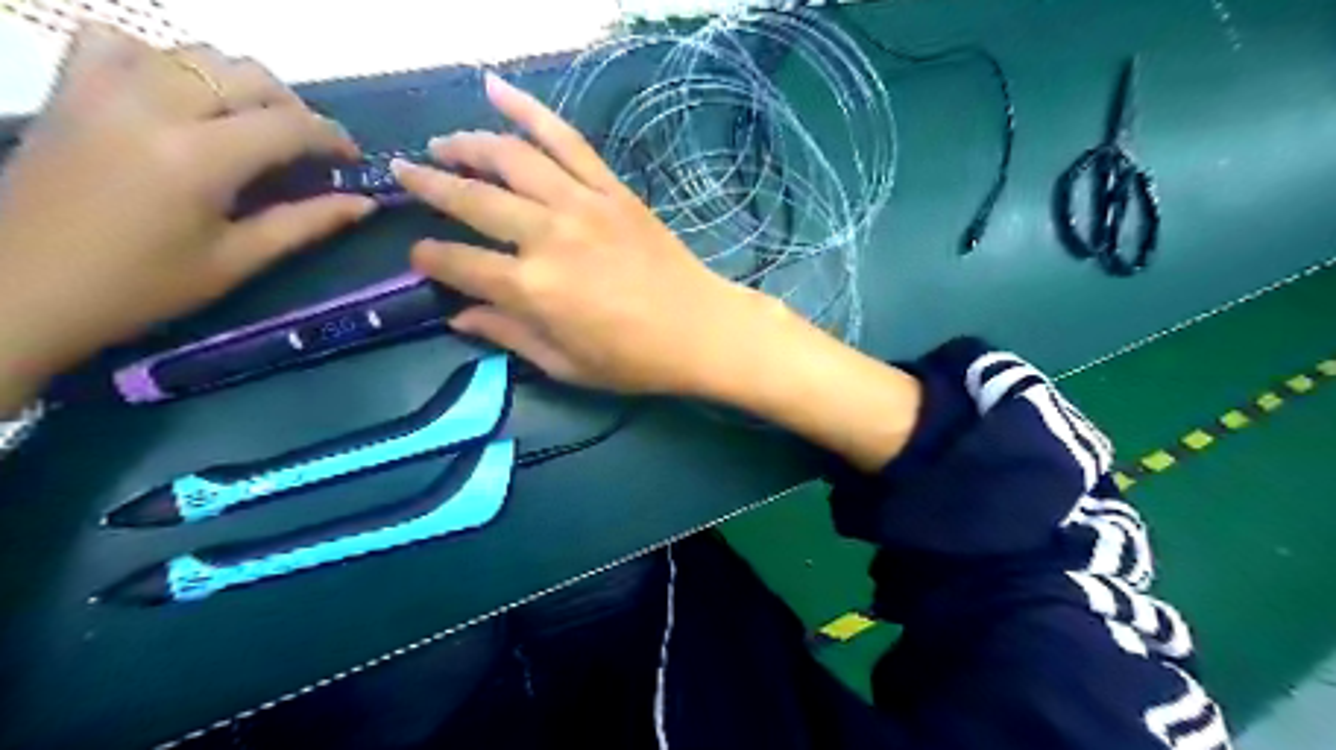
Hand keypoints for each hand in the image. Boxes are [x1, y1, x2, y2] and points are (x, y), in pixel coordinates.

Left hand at [1, 24, 372, 410]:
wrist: (24, 288)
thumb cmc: (144, 287)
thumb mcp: (236, 261)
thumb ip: (305, 224)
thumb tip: (365, 204)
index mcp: (200, 158)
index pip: (288, 124)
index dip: (333, 137)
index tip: (353, 159)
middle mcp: (154, 107)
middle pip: (247, 75)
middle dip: (294, 107)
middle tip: (307, 147)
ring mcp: (104, 90)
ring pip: (193, 52)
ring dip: (238, 81)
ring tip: (252, 122)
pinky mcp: (69, 91)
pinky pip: (117, 42)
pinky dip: (159, 57)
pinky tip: (175, 94)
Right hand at [391, 73, 773, 395]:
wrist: (701, 329)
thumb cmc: (634, 359)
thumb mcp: (566, 365)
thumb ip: (509, 335)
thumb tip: (459, 318)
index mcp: (533, 289)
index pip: (460, 264)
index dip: (431, 258)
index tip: (417, 255)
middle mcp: (548, 236)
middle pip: (474, 199)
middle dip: (430, 185)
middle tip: (404, 174)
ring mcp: (582, 205)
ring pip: (511, 158)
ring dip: (468, 143)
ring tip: (442, 142)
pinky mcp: (612, 189)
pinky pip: (566, 140)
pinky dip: (530, 110)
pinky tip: (497, 89)